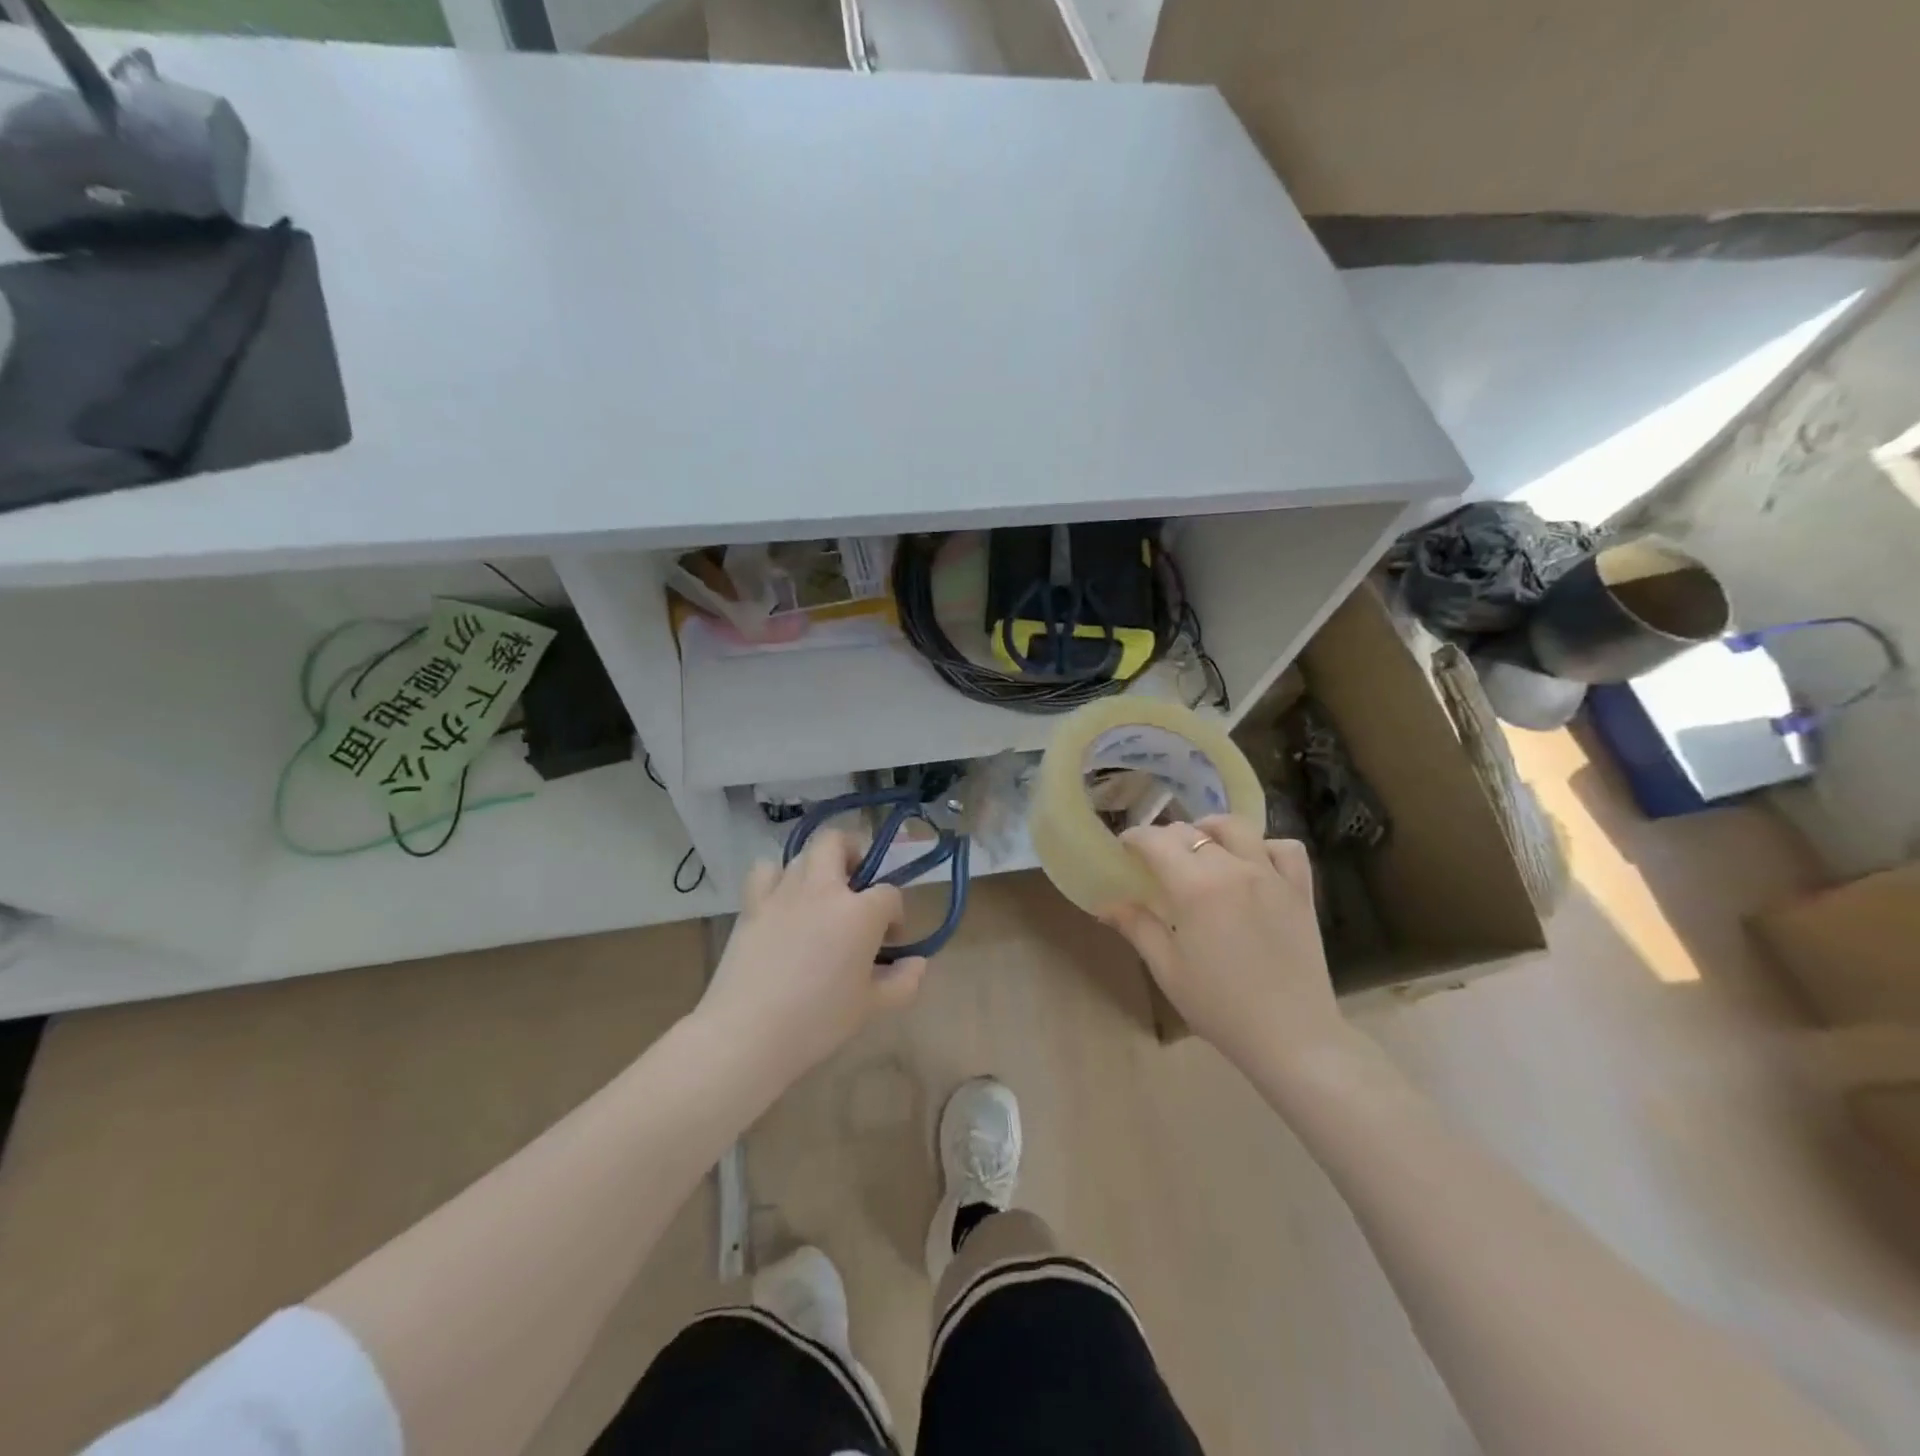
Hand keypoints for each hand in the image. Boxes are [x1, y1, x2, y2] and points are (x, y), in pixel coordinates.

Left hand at [695, 829, 927, 1085]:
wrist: (748, 1033)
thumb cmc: (818, 1022)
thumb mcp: (872, 1008)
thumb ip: (903, 982)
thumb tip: (917, 963)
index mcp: (860, 913)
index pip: (889, 894)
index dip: (895, 914)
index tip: (888, 941)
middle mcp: (823, 889)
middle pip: (839, 842)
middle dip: (854, 854)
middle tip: (857, 888)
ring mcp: (783, 892)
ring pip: (803, 854)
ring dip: (818, 867)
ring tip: (821, 897)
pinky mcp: (751, 904)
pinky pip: (766, 870)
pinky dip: (777, 877)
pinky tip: (782, 901)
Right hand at [1100, 815, 1343, 1070]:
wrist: (1291, 1038)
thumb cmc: (1220, 1006)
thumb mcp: (1168, 969)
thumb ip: (1137, 927)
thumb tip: (1107, 904)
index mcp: (1195, 887)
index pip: (1157, 841)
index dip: (1135, 838)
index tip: (1125, 848)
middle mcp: (1233, 869)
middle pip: (1192, 832)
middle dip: (1167, 837)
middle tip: (1156, 858)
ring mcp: (1272, 876)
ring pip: (1238, 828)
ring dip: (1212, 830)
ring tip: (1203, 847)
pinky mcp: (1300, 891)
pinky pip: (1286, 848)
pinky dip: (1267, 846)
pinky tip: (1254, 863)